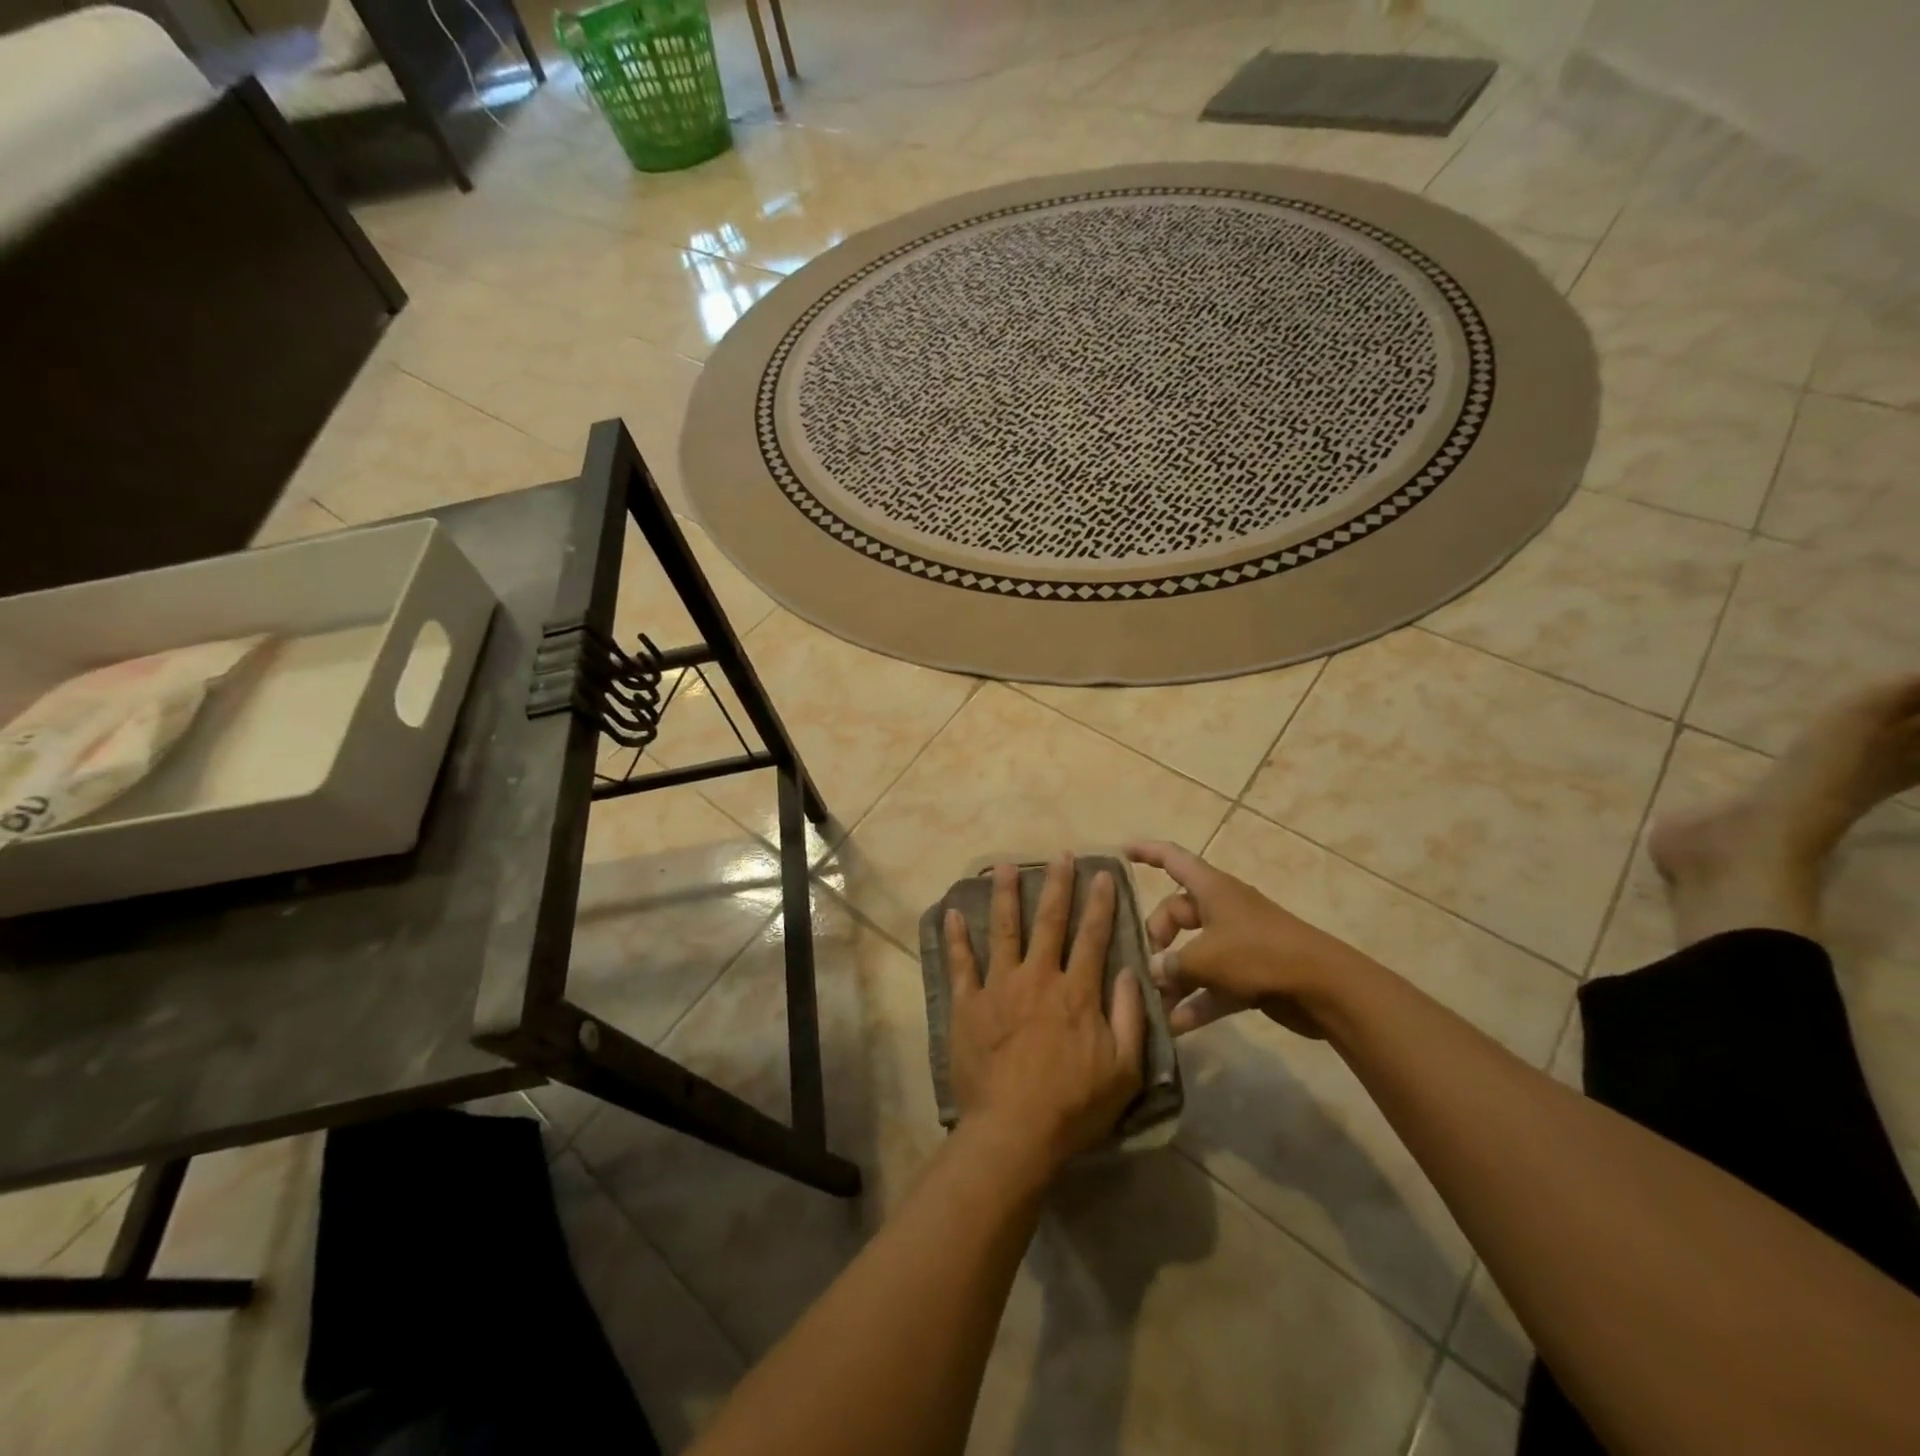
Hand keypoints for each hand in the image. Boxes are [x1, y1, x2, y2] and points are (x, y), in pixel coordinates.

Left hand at [945, 854, 1145, 1172]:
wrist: (1013, 1132)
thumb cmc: (1074, 1106)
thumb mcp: (1124, 1070)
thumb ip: (1130, 1017)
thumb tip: (1132, 971)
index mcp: (1077, 992)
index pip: (1093, 937)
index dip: (1100, 903)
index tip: (1102, 874)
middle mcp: (1038, 978)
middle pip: (1050, 921)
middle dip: (1057, 885)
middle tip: (1060, 855)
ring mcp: (999, 987)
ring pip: (1004, 930)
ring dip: (1006, 895)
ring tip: (1006, 865)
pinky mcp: (967, 1004)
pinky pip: (960, 963)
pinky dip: (956, 937)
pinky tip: (952, 912)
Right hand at [1126, 840, 1379, 1038]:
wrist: (1324, 988)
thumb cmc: (1259, 955)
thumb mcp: (1206, 958)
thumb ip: (1172, 964)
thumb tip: (1152, 971)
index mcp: (1211, 889)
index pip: (1172, 858)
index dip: (1145, 852)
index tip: (1119, 853)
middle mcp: (1222, 909)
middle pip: (1176, 913)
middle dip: (1156, 938)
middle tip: (1144, 966)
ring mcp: (1237, 942)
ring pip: (1193, 953)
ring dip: (1174, 978)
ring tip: (1151, 1004)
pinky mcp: (1250, 974)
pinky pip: (1213, 984)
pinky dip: (1196, 1002)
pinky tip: (1176, 1027)